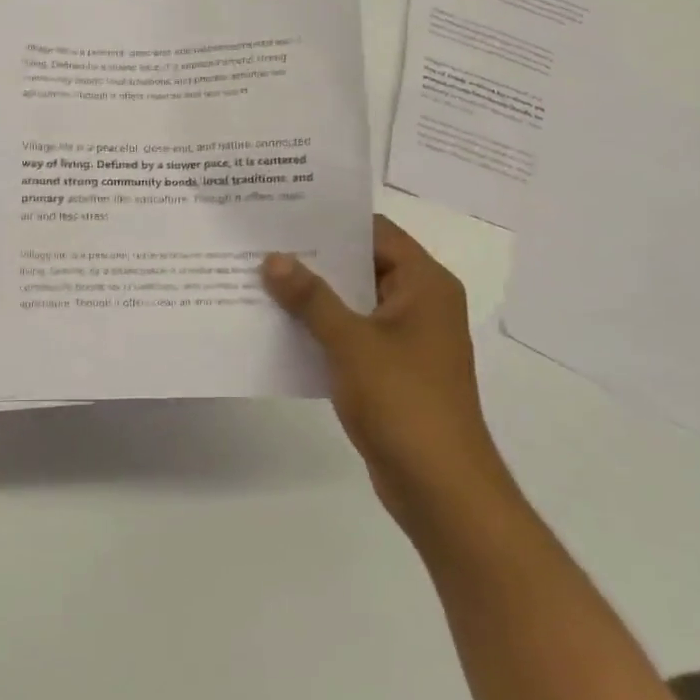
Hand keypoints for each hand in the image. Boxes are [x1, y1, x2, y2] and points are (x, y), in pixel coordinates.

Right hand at [262, 216, 507, 527]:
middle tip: (261, 242)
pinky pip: (351, 333)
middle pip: (361, 264)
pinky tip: (278, 324)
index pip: (375, 232)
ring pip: (352, 301)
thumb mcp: (351, 342)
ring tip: (259, 277)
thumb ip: (311, 297)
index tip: (283, 212)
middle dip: (313, 257)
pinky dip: (320, 327)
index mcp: (424, 284)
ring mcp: (406, 338)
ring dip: (312, 294)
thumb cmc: (404, 402)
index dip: (331, 220)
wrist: (440, 487)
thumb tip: (273, 258)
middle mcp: (419, 303)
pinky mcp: (391, 369)